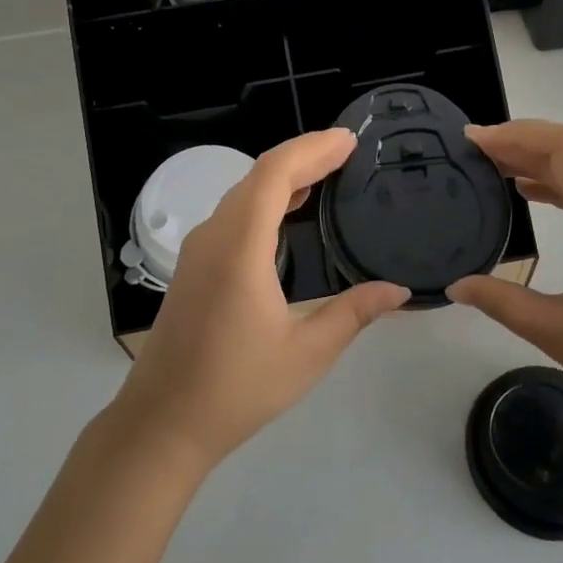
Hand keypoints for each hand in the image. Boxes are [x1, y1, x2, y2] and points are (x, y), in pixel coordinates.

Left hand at [111, 128, 409, 467]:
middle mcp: (214, 236)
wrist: (162, 423)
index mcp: (239, 247)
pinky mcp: (194, 265)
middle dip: (303, 155)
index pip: (274, 174)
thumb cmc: (236, 388)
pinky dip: (265, 199)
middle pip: (258, 175)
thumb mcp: (306, 353)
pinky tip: (288, 212)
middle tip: (347, 150)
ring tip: (326, 171)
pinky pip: (233, 213)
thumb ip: (353, 313)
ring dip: (283, 176)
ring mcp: (199, 249)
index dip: (312, 149)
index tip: (349, 140)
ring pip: (243, 192)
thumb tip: (399, 290)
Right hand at [446, 119, 562, 435]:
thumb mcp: (561, 334)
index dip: (517, 134)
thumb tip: (456, 286)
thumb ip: (503, 303)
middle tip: (474, 153)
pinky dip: (562, 182)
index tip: (475, 141)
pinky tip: (535, 196)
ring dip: (540, 162)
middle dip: (520, 144)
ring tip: (495, 170)